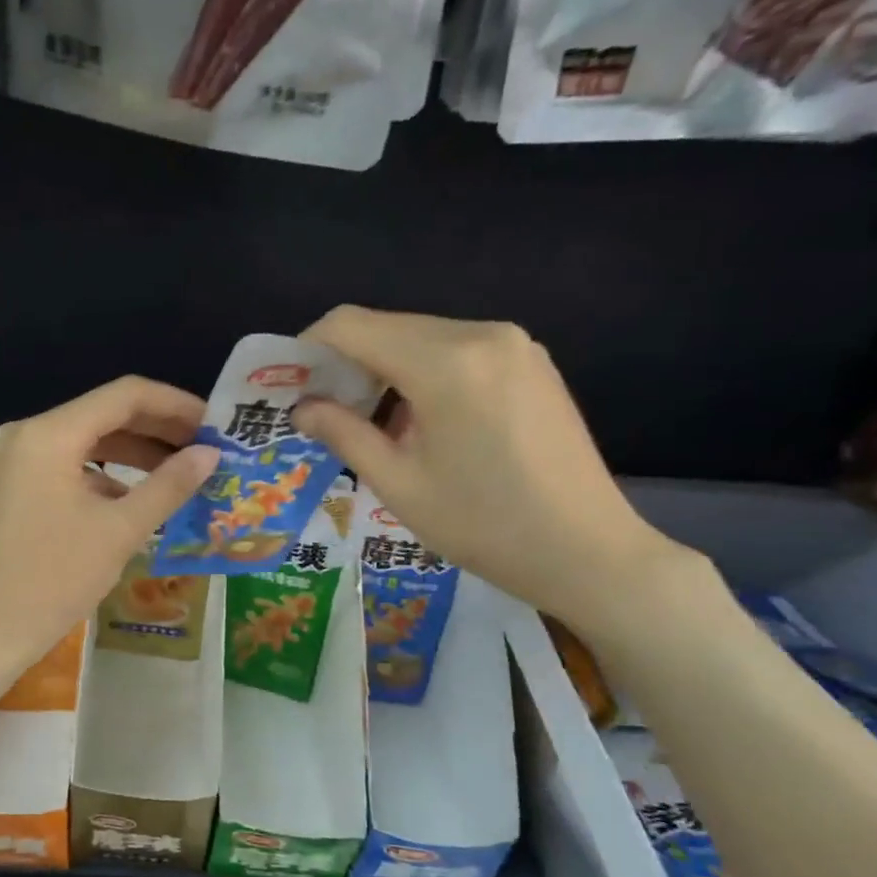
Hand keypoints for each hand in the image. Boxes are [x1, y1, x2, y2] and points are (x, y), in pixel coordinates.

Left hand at [0, 376, 220, 674]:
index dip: (174, 405)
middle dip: (156, 429)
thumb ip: (169, 485)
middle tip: (204, 448)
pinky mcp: (10, 483)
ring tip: (180, 470)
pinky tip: (136, 496)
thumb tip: (210, 455)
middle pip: (103, 414)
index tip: (213, 425)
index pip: (124, 396)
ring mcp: (12, 458)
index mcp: (48, 435)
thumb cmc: (56, 579)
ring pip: (85, 439)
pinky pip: (65, 463)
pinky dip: (102, 473)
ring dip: (132, 452)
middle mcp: (25, 433)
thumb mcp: (120, 530)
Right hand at [292, 306, 686, 631]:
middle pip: (387, 326)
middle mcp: (482, 334)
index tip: (290, 385)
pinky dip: (421, 373)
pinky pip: (456, 350)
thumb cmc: (483, 525)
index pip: (352, 325)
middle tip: (323, 411)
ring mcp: (514, 344)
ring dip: (383, 369)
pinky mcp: (530, 362)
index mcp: (446, 362)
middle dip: (344, 362)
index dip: (309, 347)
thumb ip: (343, 433)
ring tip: (369, 423)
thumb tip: (303, 406)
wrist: (587, 551)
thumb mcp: (398, 484)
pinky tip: (418, 420)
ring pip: (421, 336)